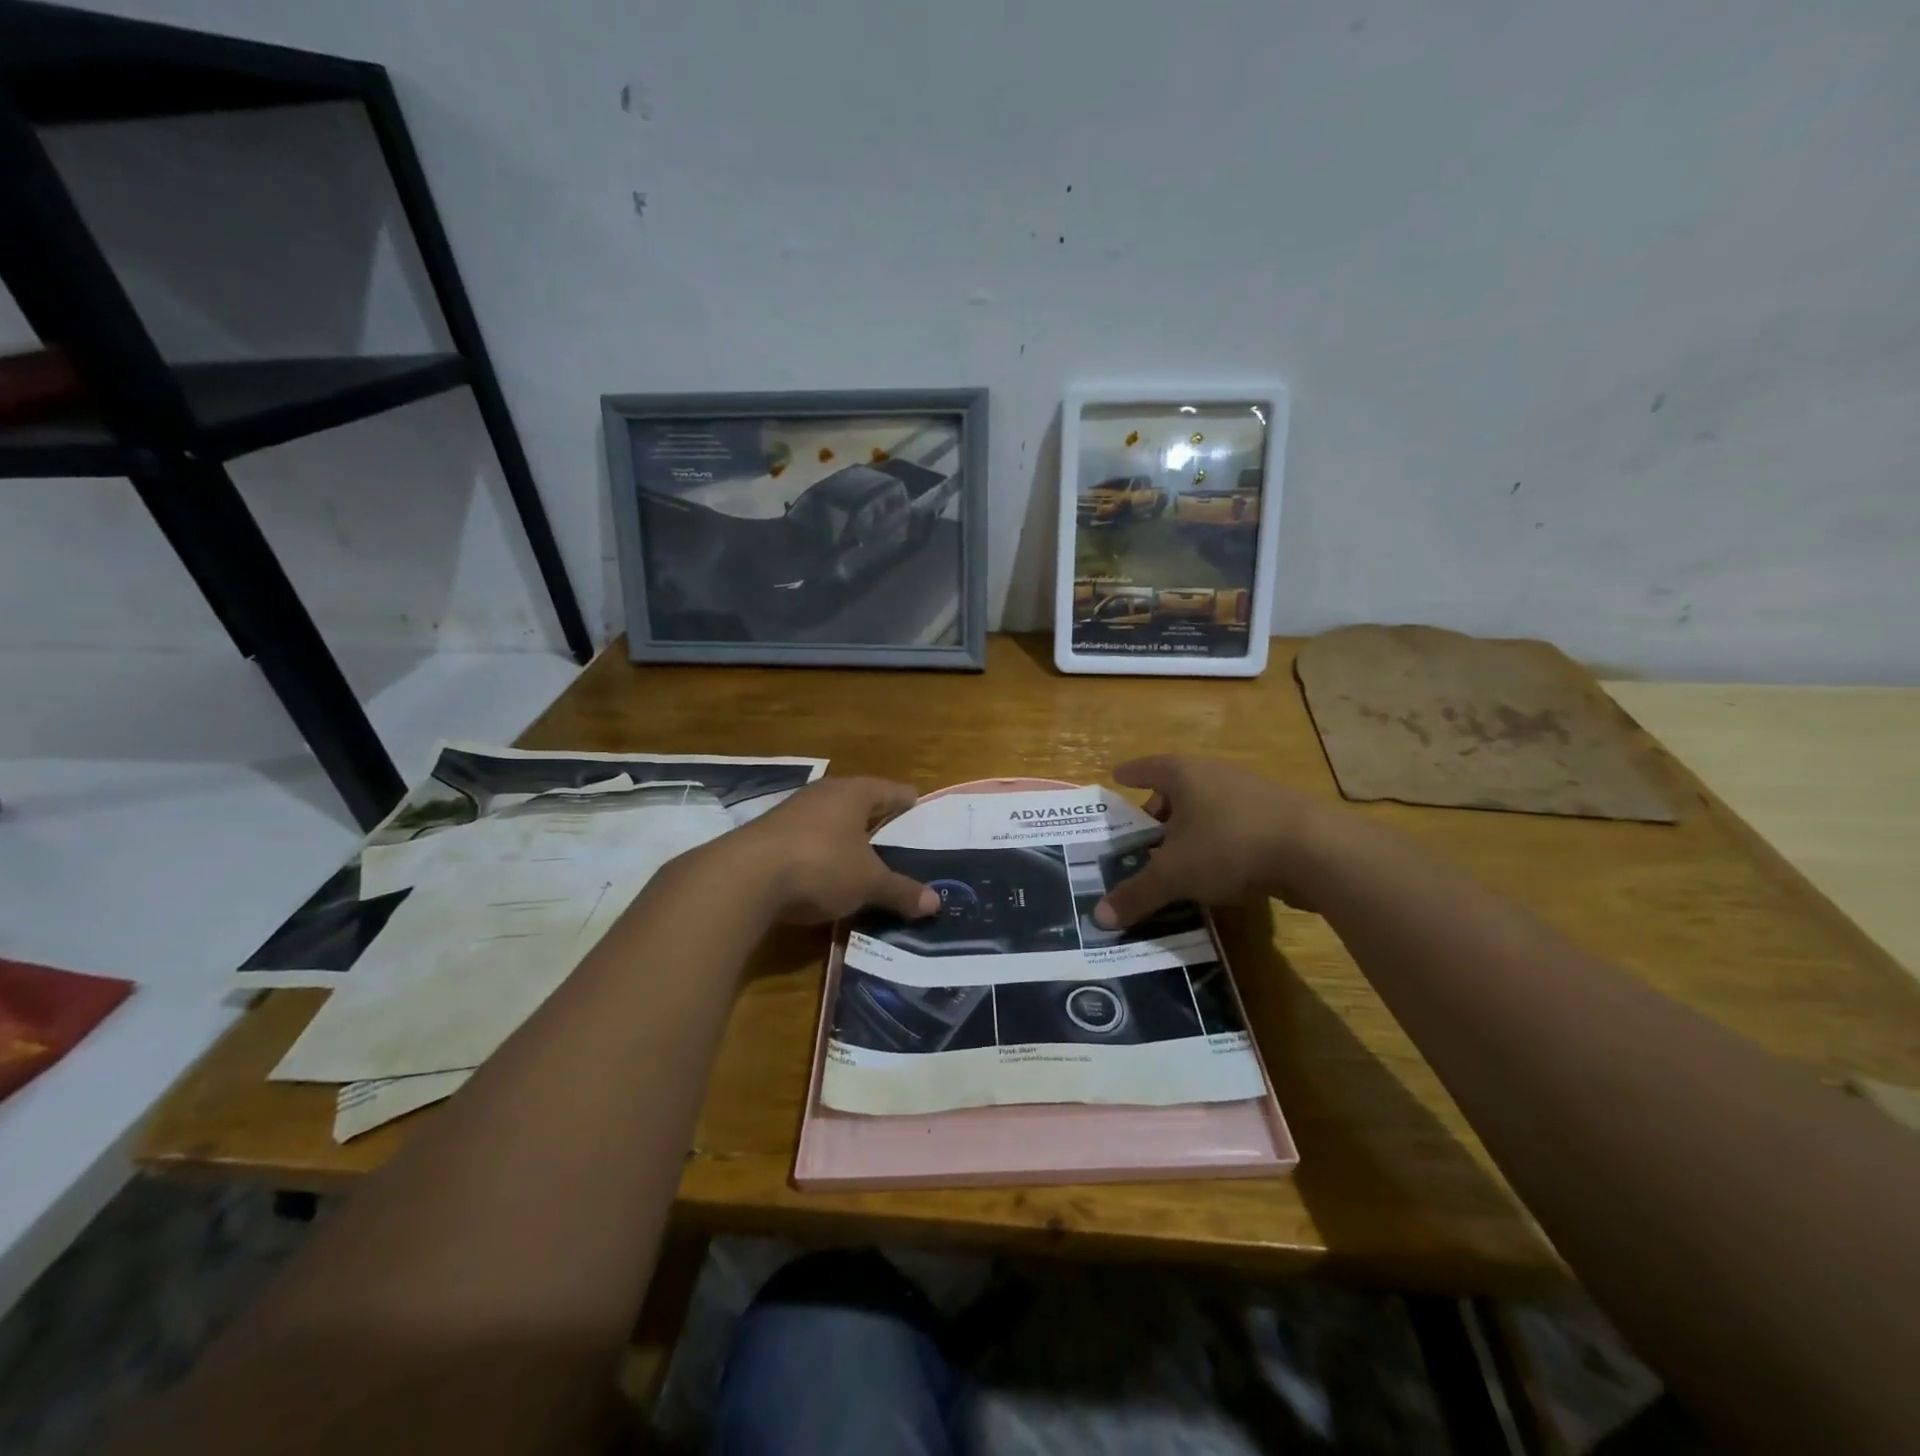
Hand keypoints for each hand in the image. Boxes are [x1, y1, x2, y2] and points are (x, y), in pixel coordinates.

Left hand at [723, 776, 939, 924]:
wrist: (742, 878)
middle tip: (897, 838)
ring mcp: (790, 812)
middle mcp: (822, 794)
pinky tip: (824, 873)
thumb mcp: (868, 883)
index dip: (908, 802)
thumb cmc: (820, 865)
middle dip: (876, 819)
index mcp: (853, 793)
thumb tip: (936, 903)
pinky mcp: (767, 835)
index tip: (920, 810)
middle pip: (858, 801)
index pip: (890, 790)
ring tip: (863, 858)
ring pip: (829, 820)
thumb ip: (901, 891)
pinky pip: (806, 839)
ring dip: (845, 837)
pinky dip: (820, 852)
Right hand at [1093, 756, 1329, 928]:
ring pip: (1211, 806)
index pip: (1149, 767)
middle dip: (1160, 808)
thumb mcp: (1174, 874)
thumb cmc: (1229, 846)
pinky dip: (1221, 840)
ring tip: (1180, 854)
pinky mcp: (1281, 818)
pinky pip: (1237, 824)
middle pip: (1181, 786)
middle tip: (1145, 831)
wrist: (1317, 852)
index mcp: (1186, 775)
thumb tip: (1099, 918)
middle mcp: (1218, 776)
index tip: (1117, 775)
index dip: (1132, 773)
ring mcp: (1254, 794)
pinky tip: (1220, 868)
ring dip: (1193, 826)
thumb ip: (1137, 894)